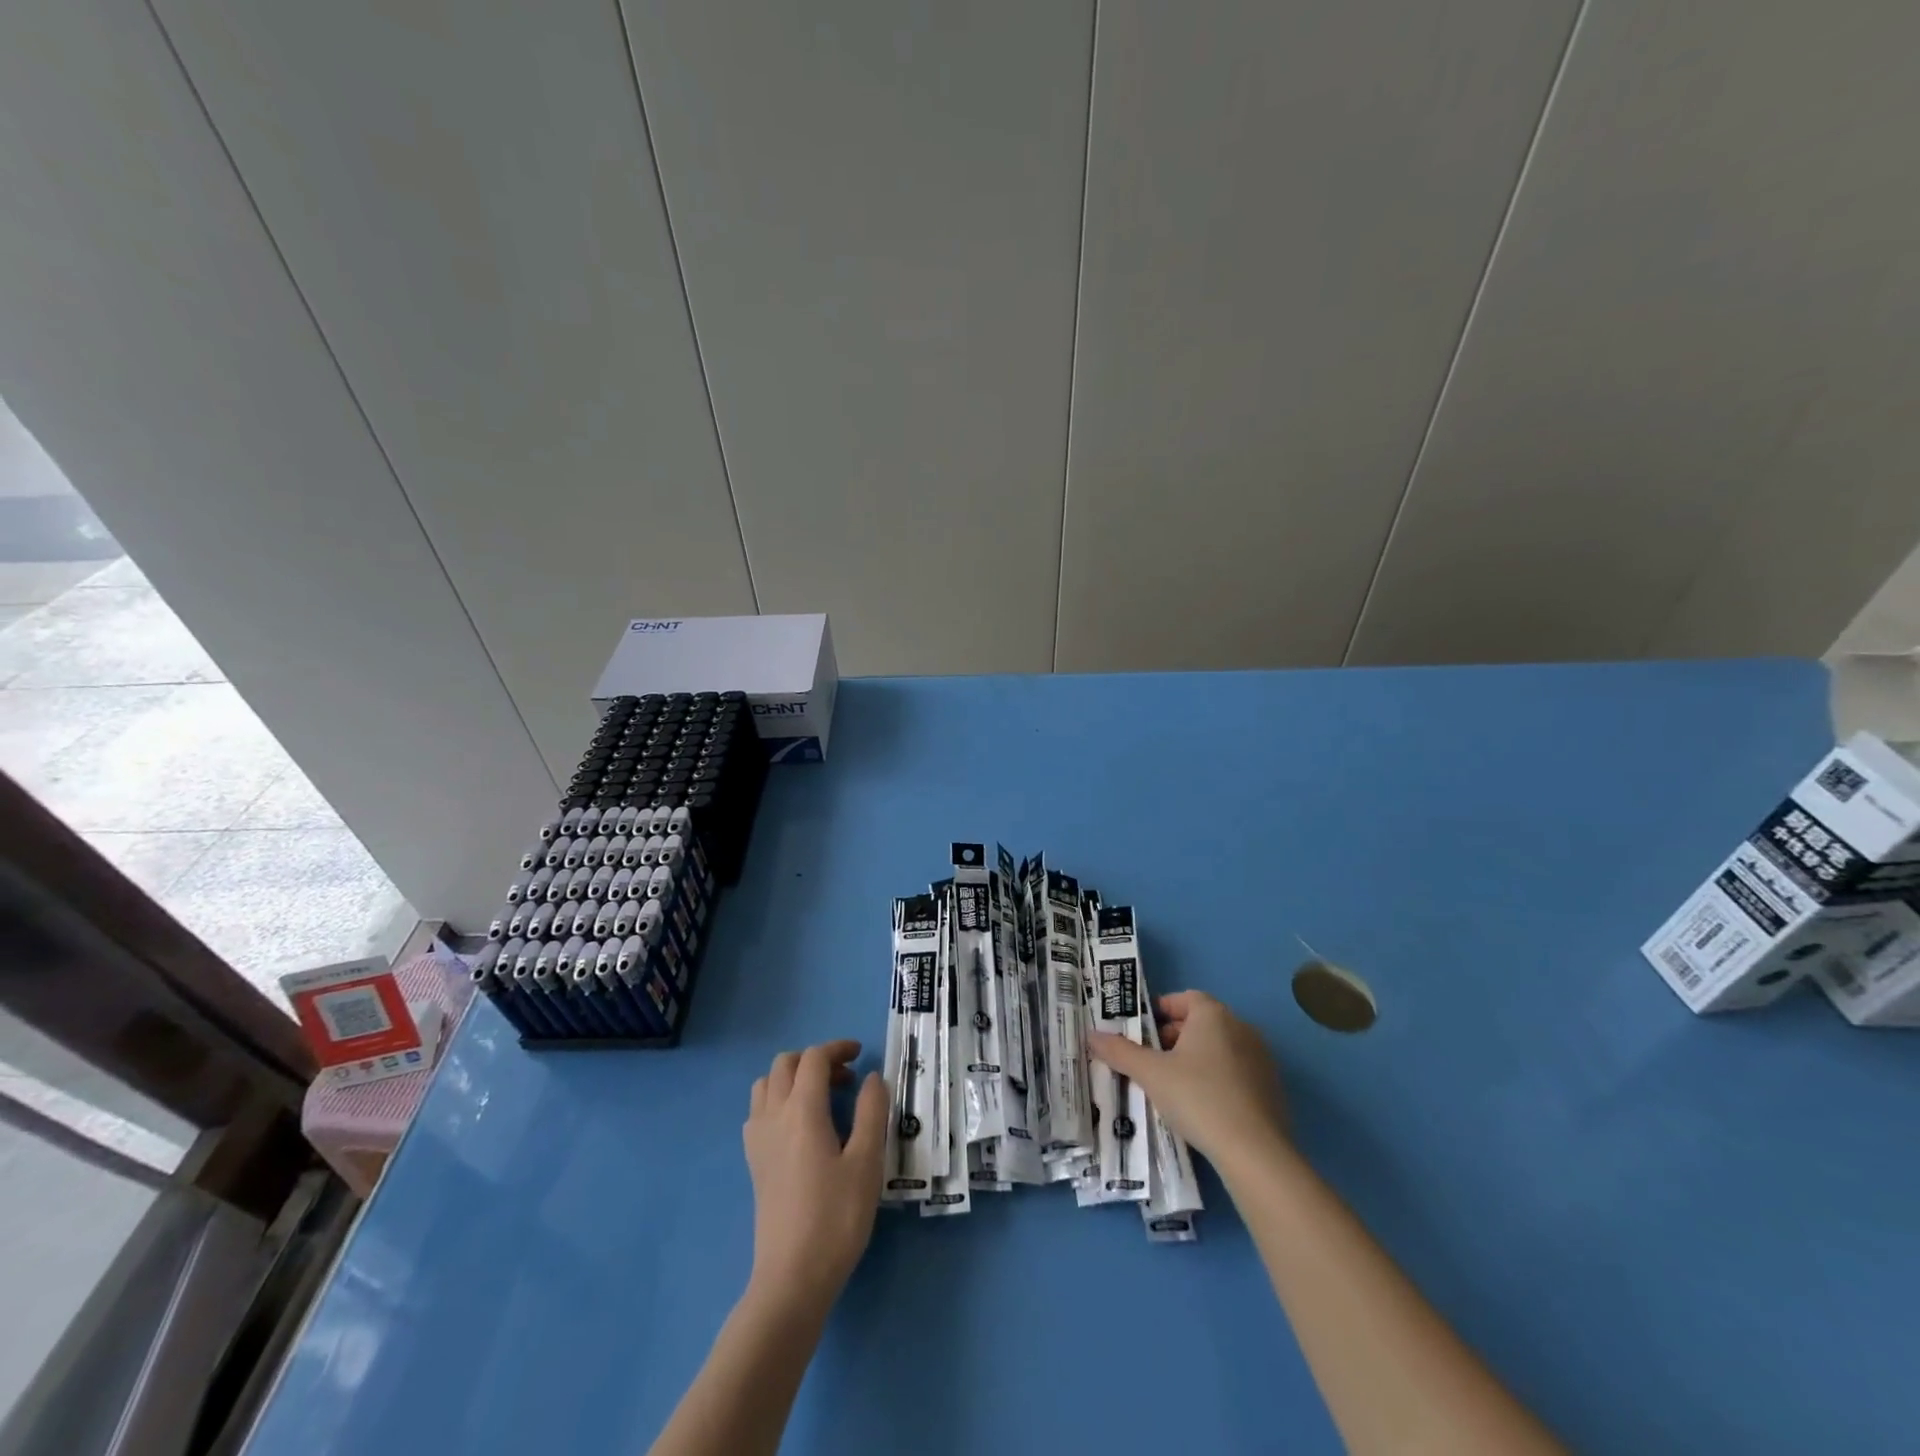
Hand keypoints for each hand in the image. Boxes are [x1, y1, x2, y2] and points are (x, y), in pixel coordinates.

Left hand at [743, 1040, 886, 1317]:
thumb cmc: (836, 1217)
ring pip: (766, 1085)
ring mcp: (758, 1140)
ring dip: (793, 1078)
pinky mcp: (754, 1163)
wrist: (792, 1277)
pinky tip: (800, 1127)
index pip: (814, 1058)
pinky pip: (759, 1111)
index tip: (861, 1055)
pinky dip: (778, 1101)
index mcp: (802, 1110)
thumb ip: (871, 1112)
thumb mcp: (866, 1162)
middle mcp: (773, 1116)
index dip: (837, 1048)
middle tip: (846, 1079)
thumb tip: (872, 1078)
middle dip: (815, 1060)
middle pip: (785, 1064)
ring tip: (823, 1098)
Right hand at [1087, 991, 1286, 1170]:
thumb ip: (1120, 1052)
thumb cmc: (1198, 1098)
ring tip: (1172, 1086)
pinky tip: (1202, 1107)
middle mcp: (1241, 1028)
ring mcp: (1261, 1058)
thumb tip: (1091, 1035)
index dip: (1160, 1011)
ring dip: (1195, 1060)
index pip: (1184, 998)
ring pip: (1219, 1049)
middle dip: (1173, 1038)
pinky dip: (1217, 1080)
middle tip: (1150, 1061)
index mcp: (1213, 1015)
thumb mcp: (1151, 1074)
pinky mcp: (1272, 1088)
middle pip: (1201, 1023)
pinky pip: (1236, 1073)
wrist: (1255, 1152)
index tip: (1141, 1033)